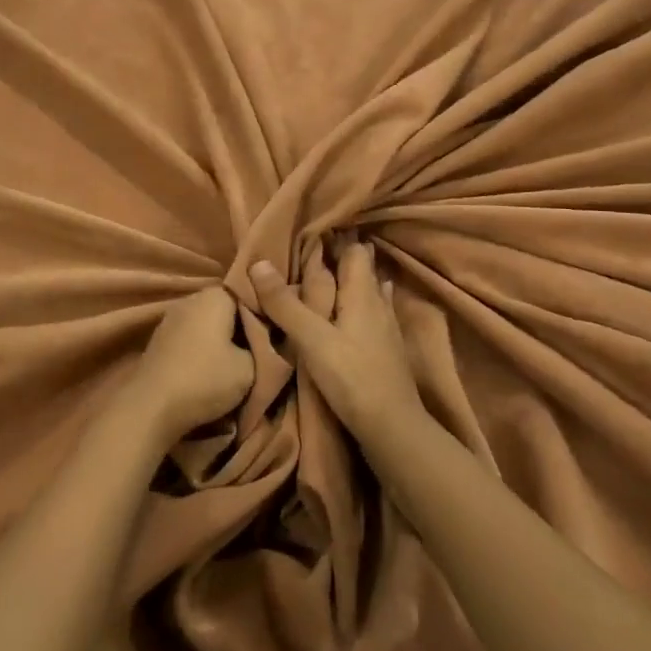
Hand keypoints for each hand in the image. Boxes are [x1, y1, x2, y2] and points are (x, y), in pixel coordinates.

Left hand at [115, 288, 254, 450]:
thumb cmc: (206, 380)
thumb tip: (264, 341)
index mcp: (214, 296)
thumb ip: (263, 347)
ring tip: (239, 362)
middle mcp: (190, 299)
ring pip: (208, 323)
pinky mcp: (160, 339)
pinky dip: (204, 348)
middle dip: (243, 326)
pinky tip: (212, 367)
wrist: (151, 407)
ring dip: (222, 339)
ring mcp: (171, 318)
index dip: (265, 311)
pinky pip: (192, 336)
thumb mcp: (251, 368)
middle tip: (262, 349)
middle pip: (227, 307)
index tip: (277, 331)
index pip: (248, 292)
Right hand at [250, 243, 420, 440]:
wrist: (392, 427)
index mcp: (362, 293)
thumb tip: (258, 262)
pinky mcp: (387, 348)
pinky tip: (361, 308)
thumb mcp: (311, 339)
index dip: (338, 235)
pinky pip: (373, 311)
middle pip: (363, 268)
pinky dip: (361, 302)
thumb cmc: (351, 377)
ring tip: (334, 269)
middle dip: (344, 254)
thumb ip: (285, 303)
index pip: (354, 251)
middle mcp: (378, 303)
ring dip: (353, 278)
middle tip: (317, 244)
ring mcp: (386, 326)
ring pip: (370, 289)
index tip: (316, 223)